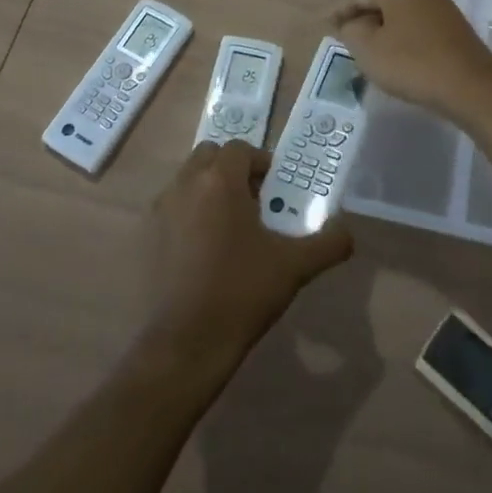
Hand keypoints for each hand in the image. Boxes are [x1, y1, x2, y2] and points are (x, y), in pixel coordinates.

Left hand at [145, 142, 353, 359]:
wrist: (184, 343)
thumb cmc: (242, 293)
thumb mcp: (294, 267)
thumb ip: (328, 243)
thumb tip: (346, 232)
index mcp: (218, 181)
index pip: (240, 149)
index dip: (261, 162)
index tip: (276, 189)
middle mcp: (184, 184)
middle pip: (209, 157)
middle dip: (231, 170)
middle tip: (254, 202)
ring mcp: (159, 209)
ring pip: (187, 181)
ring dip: (208, 191)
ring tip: (230, 229)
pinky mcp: (145, 236)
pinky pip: (171, 209)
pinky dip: (188, 215)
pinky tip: (204, 253)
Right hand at [329, 0, 491, 123]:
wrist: (472, 87)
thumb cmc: (413, 64)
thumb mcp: (368, 49)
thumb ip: (351, 30)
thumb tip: (352, 23)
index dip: (338, 8)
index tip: (323, 24)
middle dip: (360, 15)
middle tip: (342, 33)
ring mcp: (442, 6)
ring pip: (400, 11)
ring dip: (380, 26)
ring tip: (365, 45)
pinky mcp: (455, 27)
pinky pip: (416, 24)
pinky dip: (400, 34)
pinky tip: (394, 52)